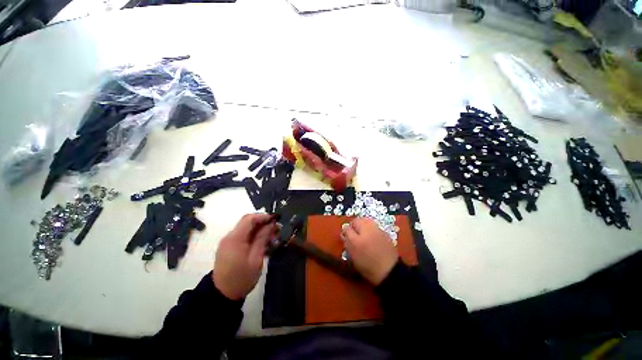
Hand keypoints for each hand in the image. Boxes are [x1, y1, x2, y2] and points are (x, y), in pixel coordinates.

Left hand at [212, 214, 277, 299]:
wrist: (222, 294)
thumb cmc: (241, 279)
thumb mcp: (256, 259)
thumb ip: (262, 239)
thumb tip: (271, 224)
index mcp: (235, 239)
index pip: (249, 219)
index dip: (263, 216)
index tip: (275, 220)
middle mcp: (230, 237)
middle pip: (247, 221)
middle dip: (263, 222)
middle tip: (276, 228)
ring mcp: (228, 241)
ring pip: (246, 227)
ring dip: (260, 228)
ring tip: (272, 236)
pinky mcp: (229, 246)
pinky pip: (243, 235)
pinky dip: (254, 234)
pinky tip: (263, 241)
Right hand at [342, 218, 398, 285]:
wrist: (389, 271)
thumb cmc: (368, 267)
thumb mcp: (354, 258)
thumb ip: (348, 244)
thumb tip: (345, 235)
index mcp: (356, 240)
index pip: (347, 228)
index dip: (345, 231)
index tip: (345, 235)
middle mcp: (366, 231)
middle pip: (356, 221)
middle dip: (353, 225)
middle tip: (353, 232)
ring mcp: (376, 230)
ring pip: (366, 220)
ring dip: (362, 224)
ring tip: (362, 232)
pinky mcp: (384, 231)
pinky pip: (373, 225)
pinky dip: (370, 227)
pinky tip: (371, 235)